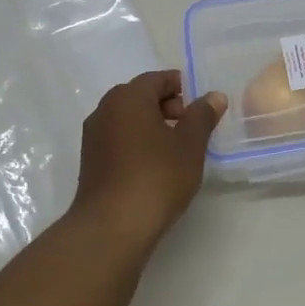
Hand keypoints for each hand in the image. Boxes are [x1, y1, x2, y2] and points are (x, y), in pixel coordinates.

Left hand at [70, 71, 225, 251]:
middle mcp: (105, 109)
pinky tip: (155, 166)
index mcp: (128, 97)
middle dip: (167, 106)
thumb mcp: (190, 145)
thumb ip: (202, 116)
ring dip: (152, 126)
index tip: (201, 107)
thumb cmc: (156, 177)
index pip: (157, 79)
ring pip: (128, 119)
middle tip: (191, 128)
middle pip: (140, 96)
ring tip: (177, 149)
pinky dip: (137, 143)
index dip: (182, 88)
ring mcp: (93, 136)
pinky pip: (118, 139)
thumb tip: (214, 96)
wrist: (112, 227)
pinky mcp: (90, 161)